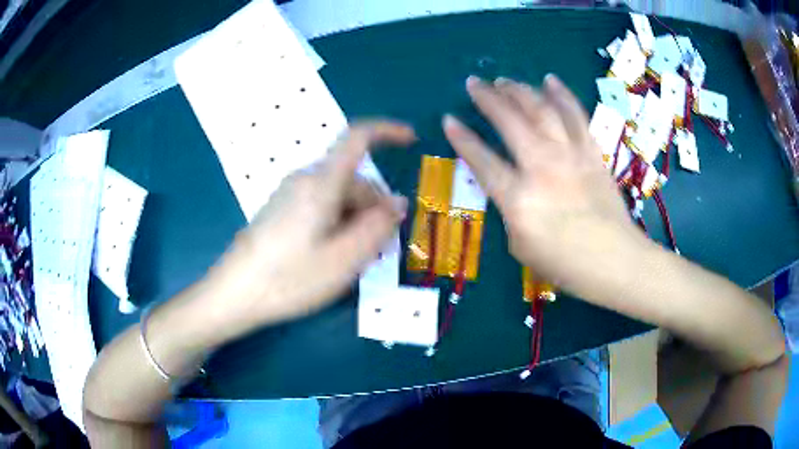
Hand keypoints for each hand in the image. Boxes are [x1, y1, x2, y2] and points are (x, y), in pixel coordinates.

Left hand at [205, 122, 413, 334]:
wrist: (235, 294)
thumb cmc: (290, 279)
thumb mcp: (344, 260)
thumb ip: (377, 228)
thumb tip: (397, 203)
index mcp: (321, 183)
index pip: (357, 138)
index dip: (387, 132)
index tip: (411, 140)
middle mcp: (304, 179)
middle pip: (353, 179)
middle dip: (375, 207)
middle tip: (382, 250)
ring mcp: (290, 194)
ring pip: (339, 196)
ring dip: (357, 220)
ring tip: (358, 260)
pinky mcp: (282, 210)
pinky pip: (322, 206)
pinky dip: (338, 223)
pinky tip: (334, 255)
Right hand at [443, 75, 639, 288]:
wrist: (615, 260)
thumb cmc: (566, 264)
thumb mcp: (522, 247)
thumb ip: (510, 212)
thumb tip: (510, 189)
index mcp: (519, 198)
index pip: (482, 160)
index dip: (462, 138)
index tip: (448, 119)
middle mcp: (542, 167)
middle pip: (510, 122)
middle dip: (487, 98)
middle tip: (474, 83)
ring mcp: (570, 155)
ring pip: (541, 110)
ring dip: (520, 90)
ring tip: (505, 80)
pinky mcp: (591, 151)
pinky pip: (575, 115)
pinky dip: (562, 94)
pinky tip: (549, 80)